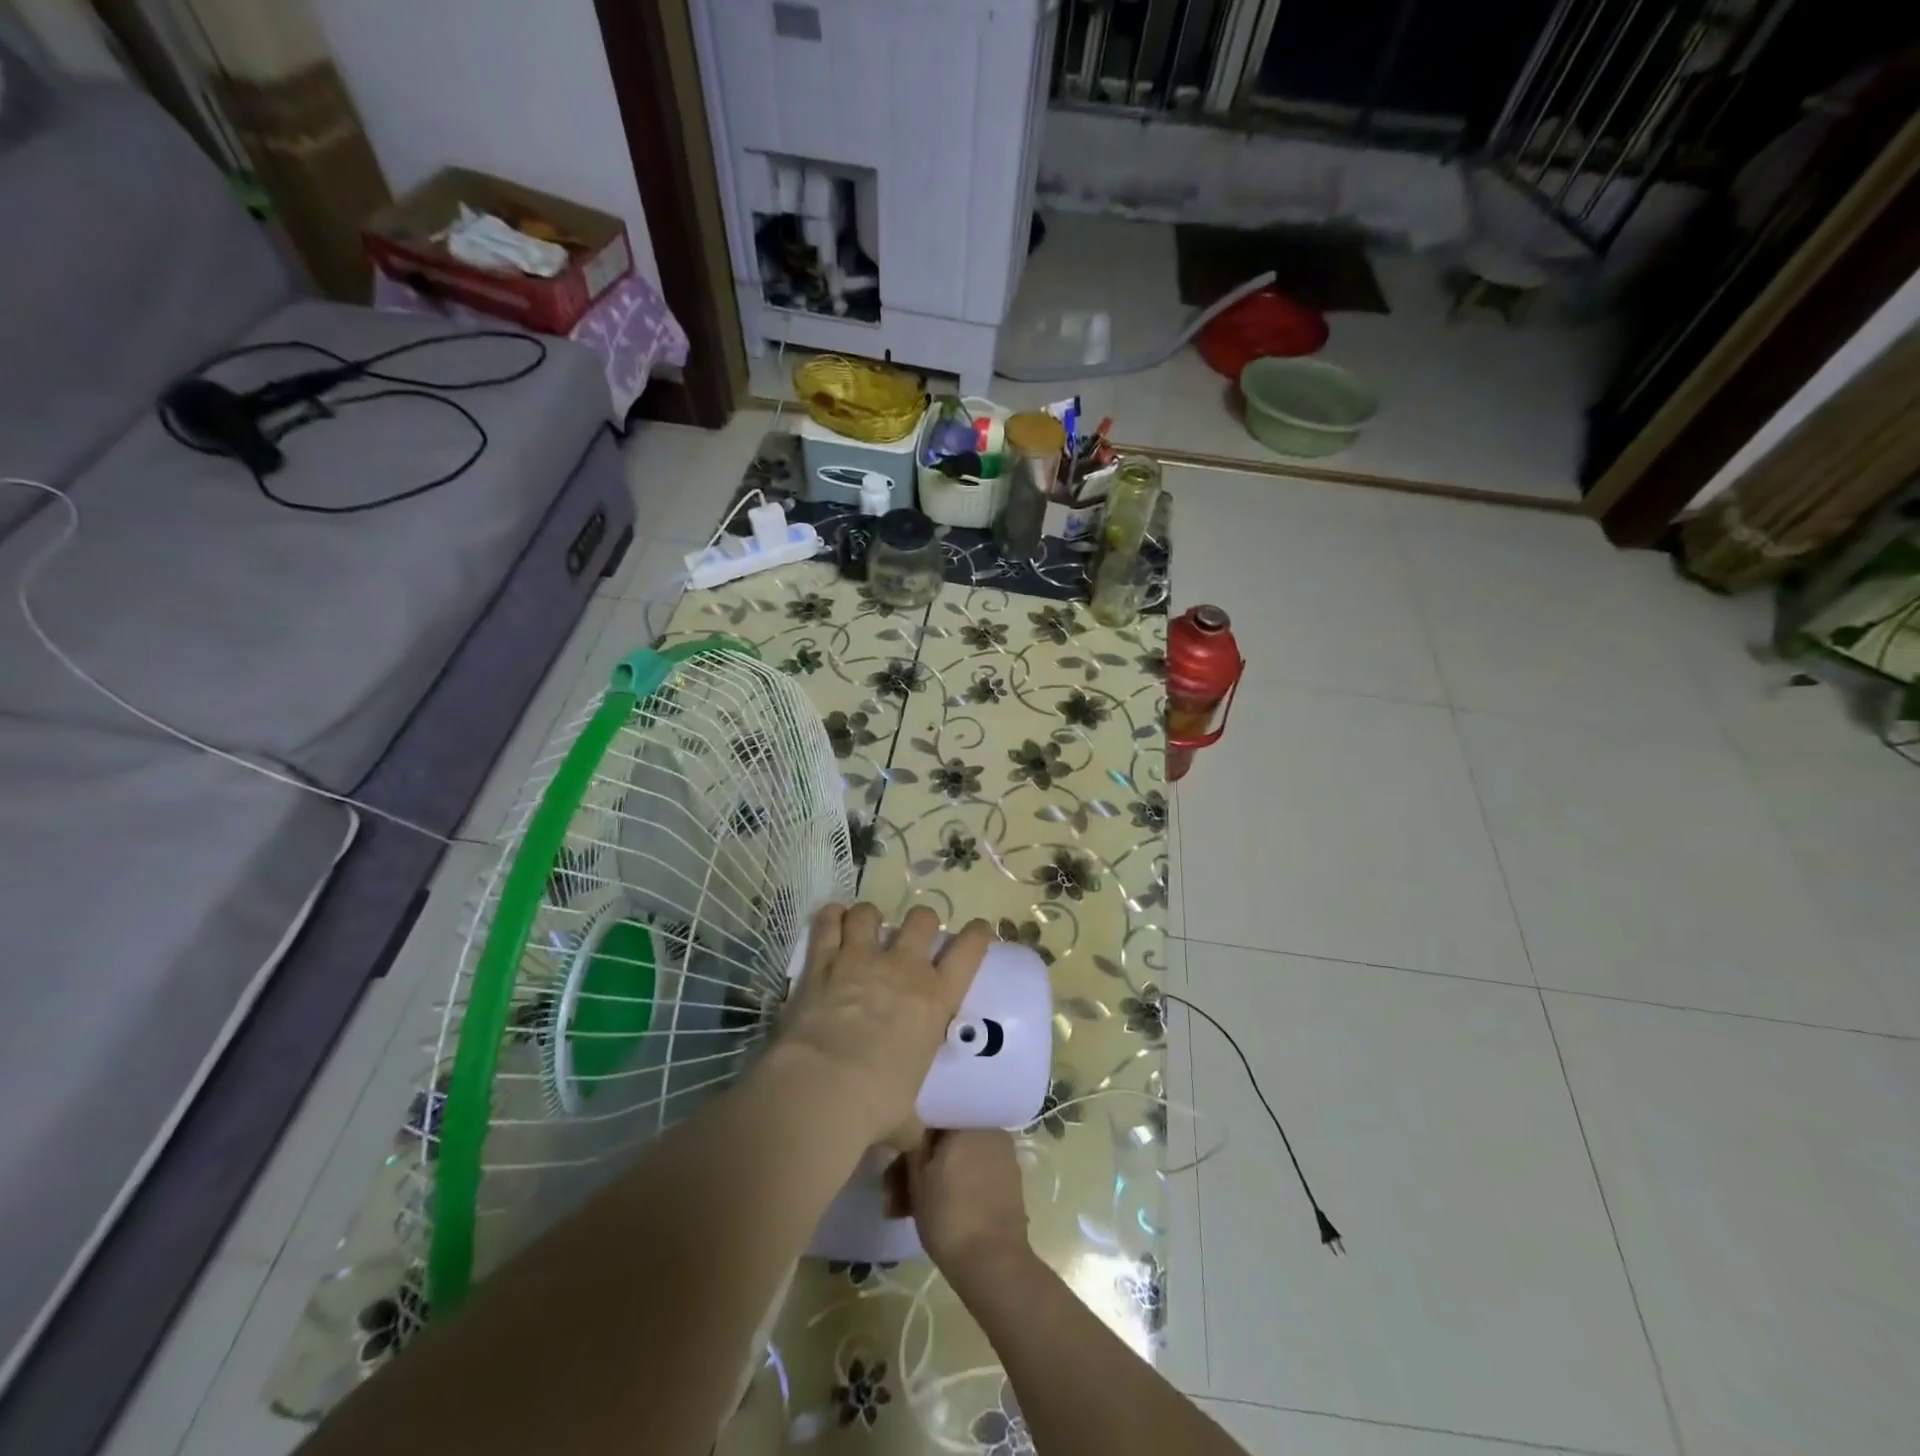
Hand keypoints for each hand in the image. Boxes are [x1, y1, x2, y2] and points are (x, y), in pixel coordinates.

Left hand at [776, 903, 991, 1147]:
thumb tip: (912, 1139)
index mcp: (936, 999)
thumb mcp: (907, 1117)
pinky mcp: (823, 961)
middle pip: (922, 919)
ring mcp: (861, 958)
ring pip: (870, 912)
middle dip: (920, 923)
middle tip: (912, 938)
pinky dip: (830, 917)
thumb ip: (912, 1120)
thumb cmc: (875, 1106)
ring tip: (863, 928)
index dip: (978, 934)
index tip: (978, 930)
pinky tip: (830, 920)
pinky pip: (828, 922)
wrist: (822, 1089)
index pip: (970, 950)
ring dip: (869, 918)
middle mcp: (904, 968)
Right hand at [897, 1130, 1030, 1280]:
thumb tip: (913, 1129)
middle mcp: (988, 1128)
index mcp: (966, 1121)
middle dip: (923, 1161)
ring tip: (910, 1207)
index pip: (933, 1114)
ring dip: (938, 1176)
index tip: (898, 1156)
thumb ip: (913, 1145)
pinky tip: (940, 1208)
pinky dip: (959, 1183)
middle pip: (948, 1138)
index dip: (912, 1134)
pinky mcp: (1010, 1178)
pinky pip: (977, 1170)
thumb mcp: (917, 1179)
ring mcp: (1003, 1153)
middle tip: (898, 1191)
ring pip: (961, 1156)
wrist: (993, 1263)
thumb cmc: (948, 1216)